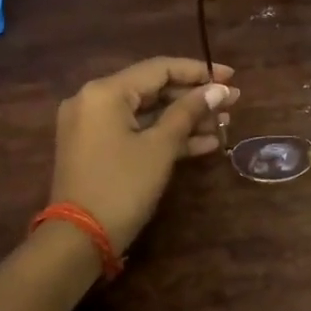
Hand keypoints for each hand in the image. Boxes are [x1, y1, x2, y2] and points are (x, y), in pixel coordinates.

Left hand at [51, 57, 237, 250]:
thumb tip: (219, 89)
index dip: (198, 71)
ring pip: (146, 113)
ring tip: (224, 124)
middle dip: (194, 98)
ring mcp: (92, 126)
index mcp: (105, 92)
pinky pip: (135, 132)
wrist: (78, 241)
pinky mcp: (96, 149)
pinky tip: (204, 144)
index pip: (159, 68)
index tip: (231, 78)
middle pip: (153, 89)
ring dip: (184, 119)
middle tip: (232, 104)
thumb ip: (189, 112)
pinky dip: (165, 136)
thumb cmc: (122, 187)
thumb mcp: (160, 148)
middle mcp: (94, 100)